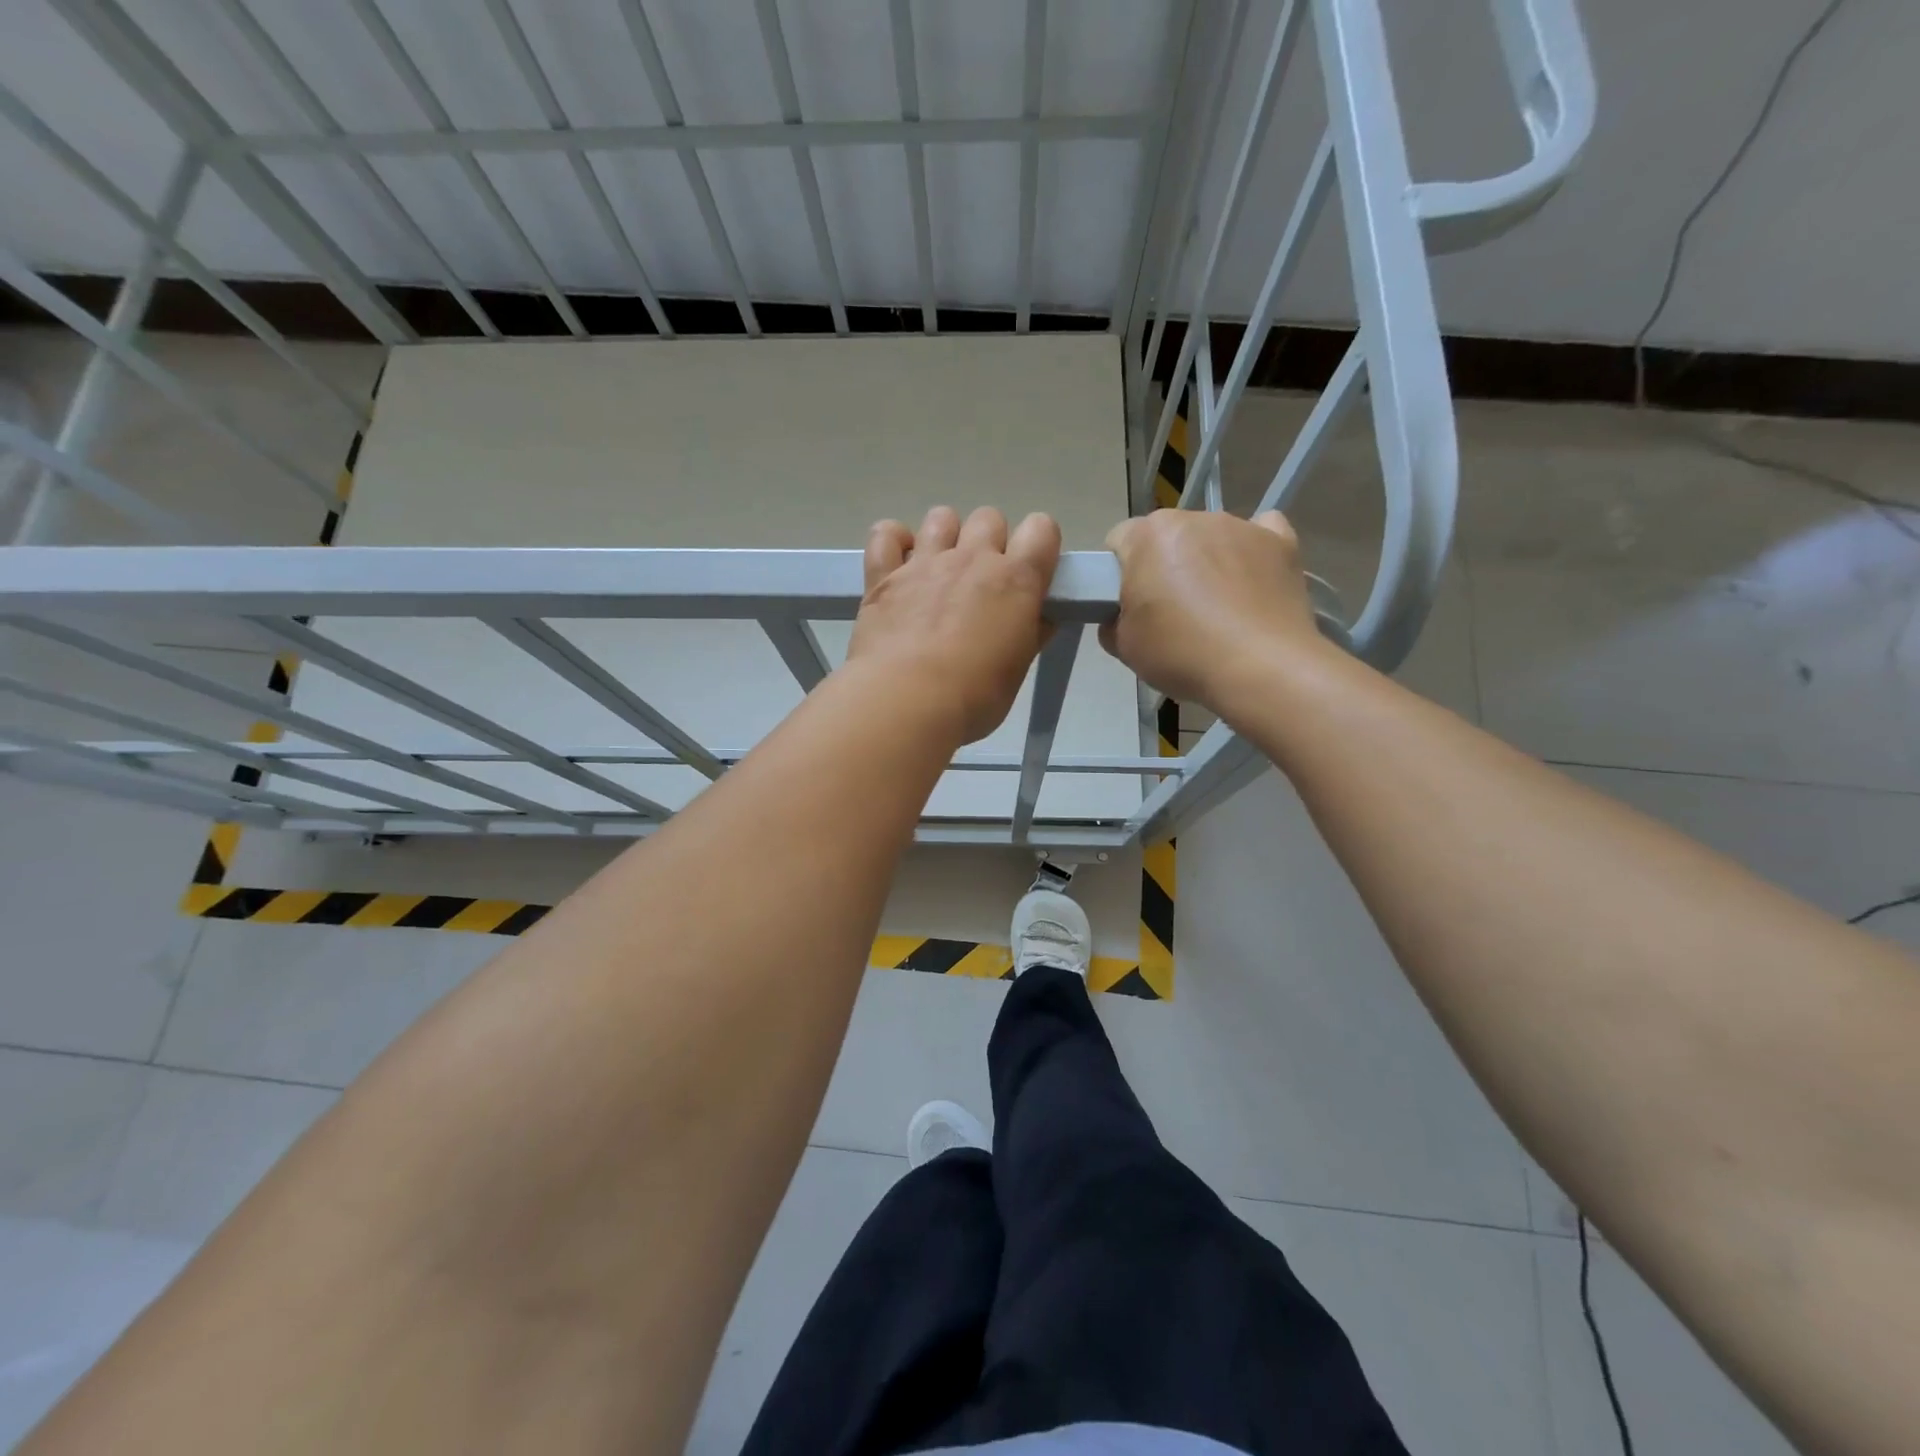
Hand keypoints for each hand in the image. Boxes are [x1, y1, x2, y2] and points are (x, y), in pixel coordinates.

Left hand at [847, 506, 1062, 743]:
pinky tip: (898, 565)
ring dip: (945, 536)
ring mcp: (924, 562)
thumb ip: (1030, 635)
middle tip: (981, 583)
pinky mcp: (883, 575)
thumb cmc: (974, 696)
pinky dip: (893, 542)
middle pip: (990, 518)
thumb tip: (1040, 619)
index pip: (1042, 529)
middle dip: (990, 542)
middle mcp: (972, 558)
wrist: (906, 701)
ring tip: (939, 572)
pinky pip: (885, 534)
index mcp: (1015, 580)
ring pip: (941, 517)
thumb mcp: (1016, 671)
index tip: (1031, 573)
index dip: (1039, 545)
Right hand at [1101, 509, 1325, 712]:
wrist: (1261, 669)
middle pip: (1168, 536)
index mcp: (1149, 536)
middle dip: (1164, 564)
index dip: (1120, 573)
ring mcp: (1242, 526)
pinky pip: (1260, 535)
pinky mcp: (1282, 543)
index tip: (1129, 604)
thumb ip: (1115, 620)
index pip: (1119, 541)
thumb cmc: (1182, 653)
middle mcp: (1195, 517)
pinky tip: (1252, 583)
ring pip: (1211, 537)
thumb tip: (1124, 615)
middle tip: (1170, 613)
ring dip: (1207, 561)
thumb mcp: (1124, 647)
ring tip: (1217, 609)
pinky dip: (1253, 553)